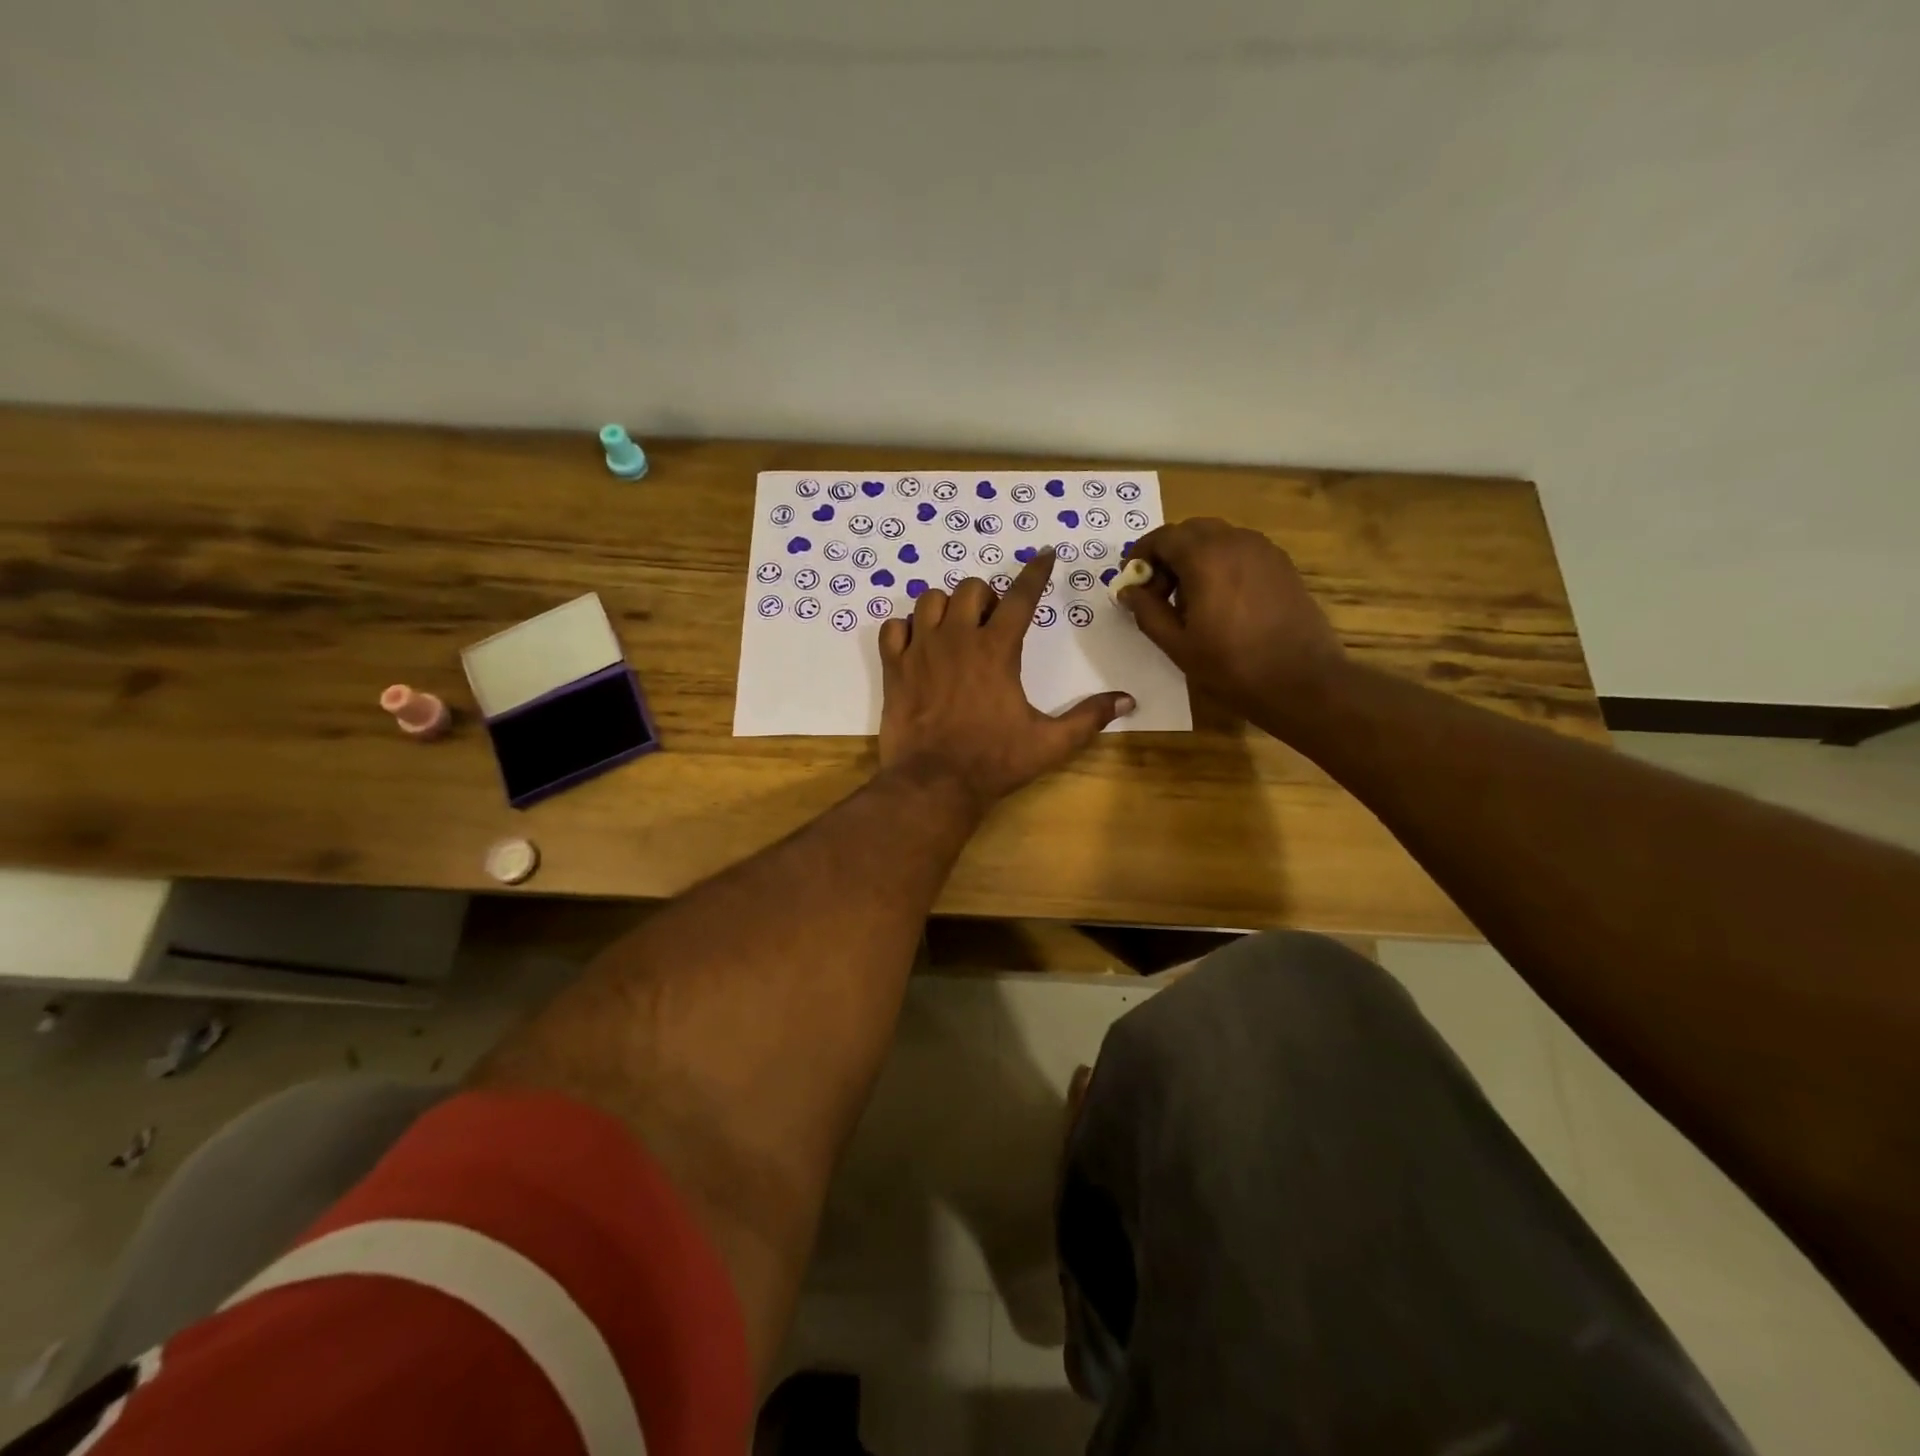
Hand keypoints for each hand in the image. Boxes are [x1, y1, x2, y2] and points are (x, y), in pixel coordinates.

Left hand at [878, 549, 1134, 808]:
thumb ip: (1089, 717)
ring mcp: (921, 650)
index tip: (1044, 555)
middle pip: (971, 588)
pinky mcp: (894, 668)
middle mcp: (957, 638)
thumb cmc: (994, 761)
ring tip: (955, 631)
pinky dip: (906, 630)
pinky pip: (893, 628)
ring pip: (930, 600)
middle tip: (992, 624)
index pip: (1021, 596)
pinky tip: (918, 648)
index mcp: (997, 650)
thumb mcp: (1050, 743)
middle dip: (987, 598)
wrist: (934, 784)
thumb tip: (1128, 701)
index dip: (1036, 572)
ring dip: (947, 607)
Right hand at [1118, 518, 1347, 728]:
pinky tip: (1220, 601)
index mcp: (1205, 557)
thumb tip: (1127, 590)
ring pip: (1217, 538)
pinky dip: (1221, 564)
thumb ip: (1147, 611)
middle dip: (1168, 554)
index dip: (1141, 554)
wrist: (1302, 680)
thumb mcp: (1177, 645)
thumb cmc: (1232, 666)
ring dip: (1194, 558)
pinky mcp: (1282, 565)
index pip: (1163, 537)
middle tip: (1157, 592)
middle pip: (1190, 531)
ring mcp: (1264, 550)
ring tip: (1188, 600)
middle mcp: (1235, 541)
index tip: (1131, 579)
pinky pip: (1240, 551)